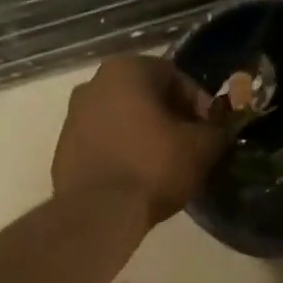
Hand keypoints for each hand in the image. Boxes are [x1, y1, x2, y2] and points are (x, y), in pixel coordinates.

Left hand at [53, 55, 225, 225]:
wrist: (97, 213)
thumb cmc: (152, 168)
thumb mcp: (201, 148)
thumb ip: (217, 130)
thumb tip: (219, 129)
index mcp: (126, 69)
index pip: (175, 77)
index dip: (199, 104)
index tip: (210, 131)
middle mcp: (93, 83)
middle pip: (145, 96)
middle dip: (169, 118)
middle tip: (189, 147)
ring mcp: (72, 116)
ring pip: (121, 119)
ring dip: (143, 135)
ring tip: (163, 166)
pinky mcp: (63, 149)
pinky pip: (102, 143)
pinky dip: (121, 153)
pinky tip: (135, 178)